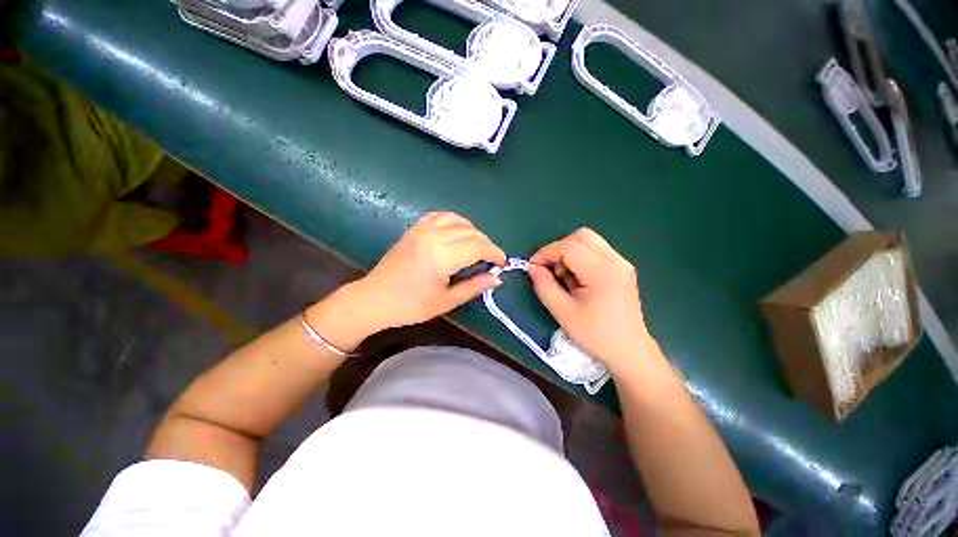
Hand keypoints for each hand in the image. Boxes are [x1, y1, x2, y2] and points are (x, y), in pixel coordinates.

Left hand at [352, 211, 505, 330]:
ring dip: (473, 231)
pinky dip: (455, 221)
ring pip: (457, 220)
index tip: (501, 263)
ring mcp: (422, 230)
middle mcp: (433, 237)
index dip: (494, 253)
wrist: (375, 298)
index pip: (477, 247)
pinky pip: (440, 216)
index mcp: (441, 257)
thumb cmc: (410, 305)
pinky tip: (458, 231)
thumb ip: (474, 287)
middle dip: (486, 244)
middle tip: (491, 259)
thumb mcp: (446, 301)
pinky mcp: (414, 229)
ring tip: (477, 246)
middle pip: (470, 232)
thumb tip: (497, 278)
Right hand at [528, 227, 653, 373]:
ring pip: (589, 241)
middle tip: (549, 269)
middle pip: (581, 236)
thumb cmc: (595, 335)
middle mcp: (615, 260)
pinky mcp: (622, 268)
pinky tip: (577, 279)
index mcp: (602, 271)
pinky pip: (596, 251)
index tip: (532, 266)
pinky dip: (580, 258)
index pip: (569, 246)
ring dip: (570, 252)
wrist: (629, 351)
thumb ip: (544, 286)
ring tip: (564, 277)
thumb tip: (532, 267)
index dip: (546, 252)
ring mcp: (621, 263)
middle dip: (559, 248)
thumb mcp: (562, 312)